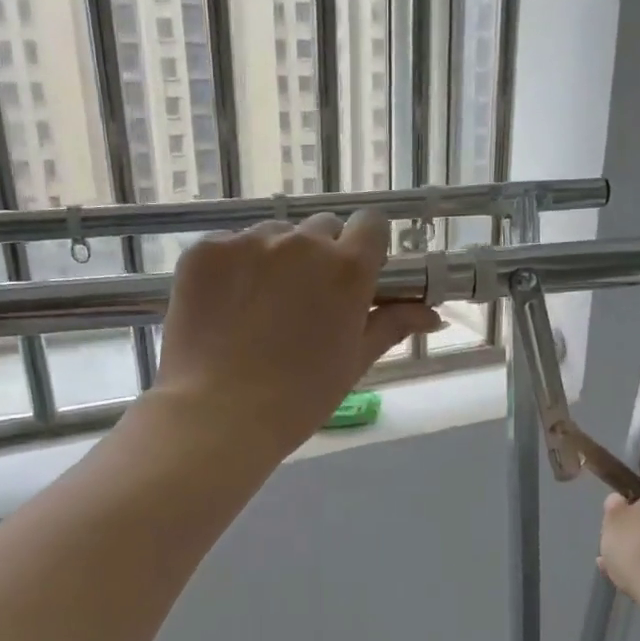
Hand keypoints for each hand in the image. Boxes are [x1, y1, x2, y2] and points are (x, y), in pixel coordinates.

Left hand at [153, 210, 441, 458]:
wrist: (219, 415)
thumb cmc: (299, 398)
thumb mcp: (354, 361)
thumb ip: (392, 325)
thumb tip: (433, 315)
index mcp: (347, 268)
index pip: (371, 224)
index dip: (365, 247)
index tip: (354, 275)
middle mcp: (301, 243)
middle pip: (321, 229)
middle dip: (320, 256)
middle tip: (304, 301)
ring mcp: (248, 242)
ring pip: (273, 235)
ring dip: (275, 259)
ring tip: (258, 307)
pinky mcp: (206, 251)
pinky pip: (230, 246)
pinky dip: (232, 268)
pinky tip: (225, 307)